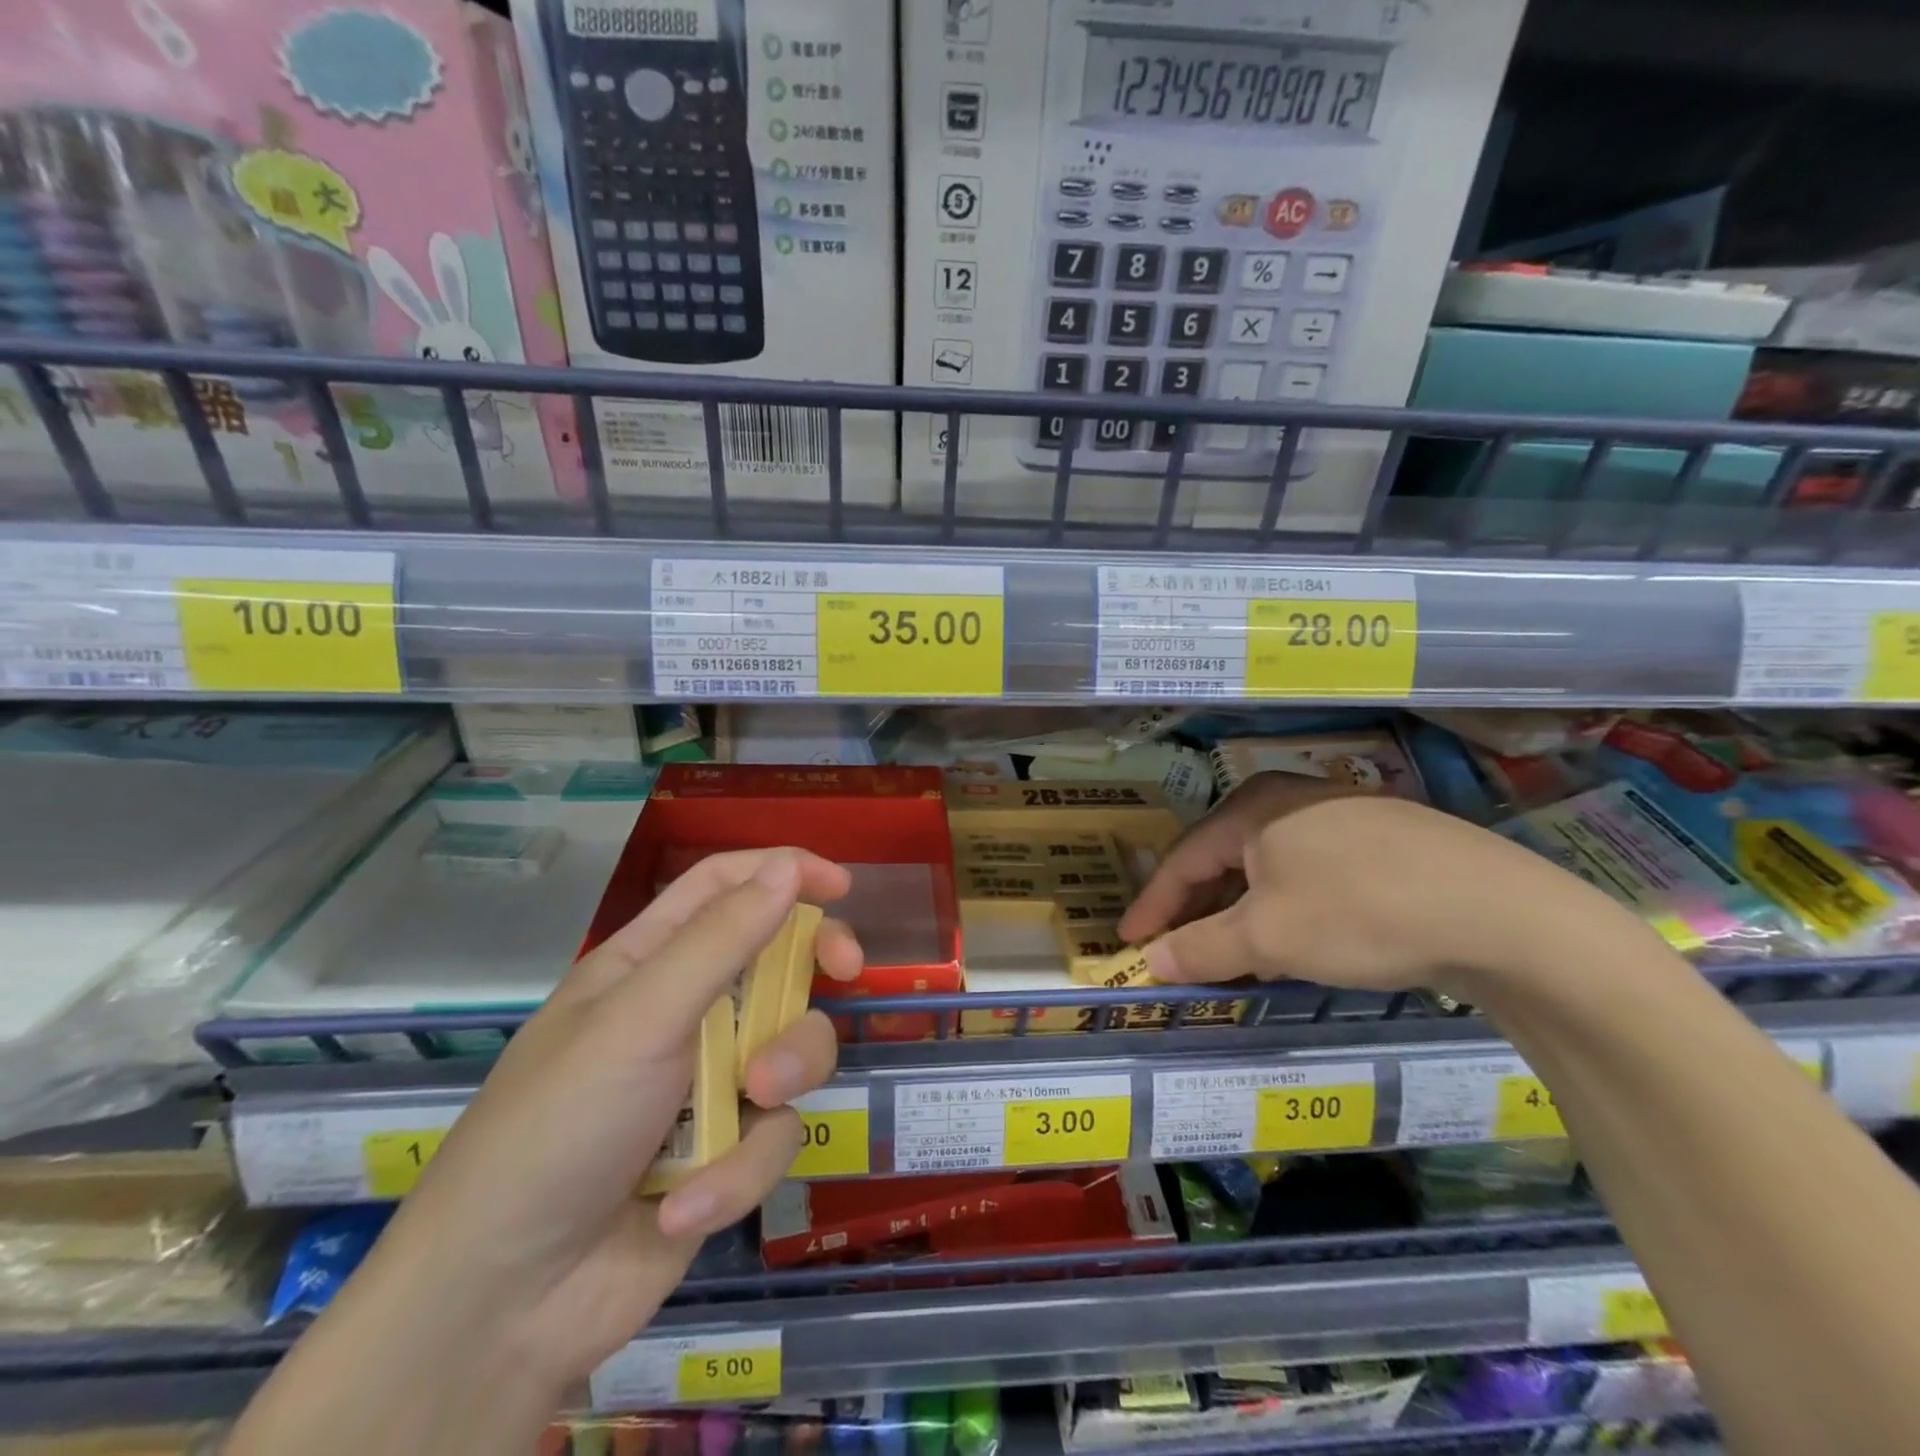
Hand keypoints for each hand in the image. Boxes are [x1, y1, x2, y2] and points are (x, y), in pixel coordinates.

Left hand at [234, 848, 859, 1455]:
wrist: (504, 1308)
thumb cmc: (559, 1128)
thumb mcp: (639, 1020)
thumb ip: (720, 940)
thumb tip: (789, 867)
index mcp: (649, 964)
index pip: (724, 887)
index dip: (782, 871)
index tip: (839, 885)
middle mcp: (687, 1013)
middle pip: (778, 958)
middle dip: (815, 963)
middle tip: (846, 970)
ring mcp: (711, 1082)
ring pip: (793, 1046)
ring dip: (781, 1075)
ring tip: (749, 1107)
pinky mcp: (728, 1151)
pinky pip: (773, 1135)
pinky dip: (736, 1171)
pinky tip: (682, 1209)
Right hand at [1122, 772, 1611, 994]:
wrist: (1501, 914)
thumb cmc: (1360, 913)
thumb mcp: (1268, 937)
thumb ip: (1202, 948)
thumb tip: (1152, 962)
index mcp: (1253, 808)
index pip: (1184, 859)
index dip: (1153, 905)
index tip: (1129, 942)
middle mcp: (1291, 799)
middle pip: (1225, 860)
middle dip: (1198, 911)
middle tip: (1176, 952)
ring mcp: (1342, 816)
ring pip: (1270, 869)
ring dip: (1243, 914)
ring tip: (1232, 956)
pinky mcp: (1385, 840)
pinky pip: (1311, 874)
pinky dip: (1288, 909)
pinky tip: (1297, 941)